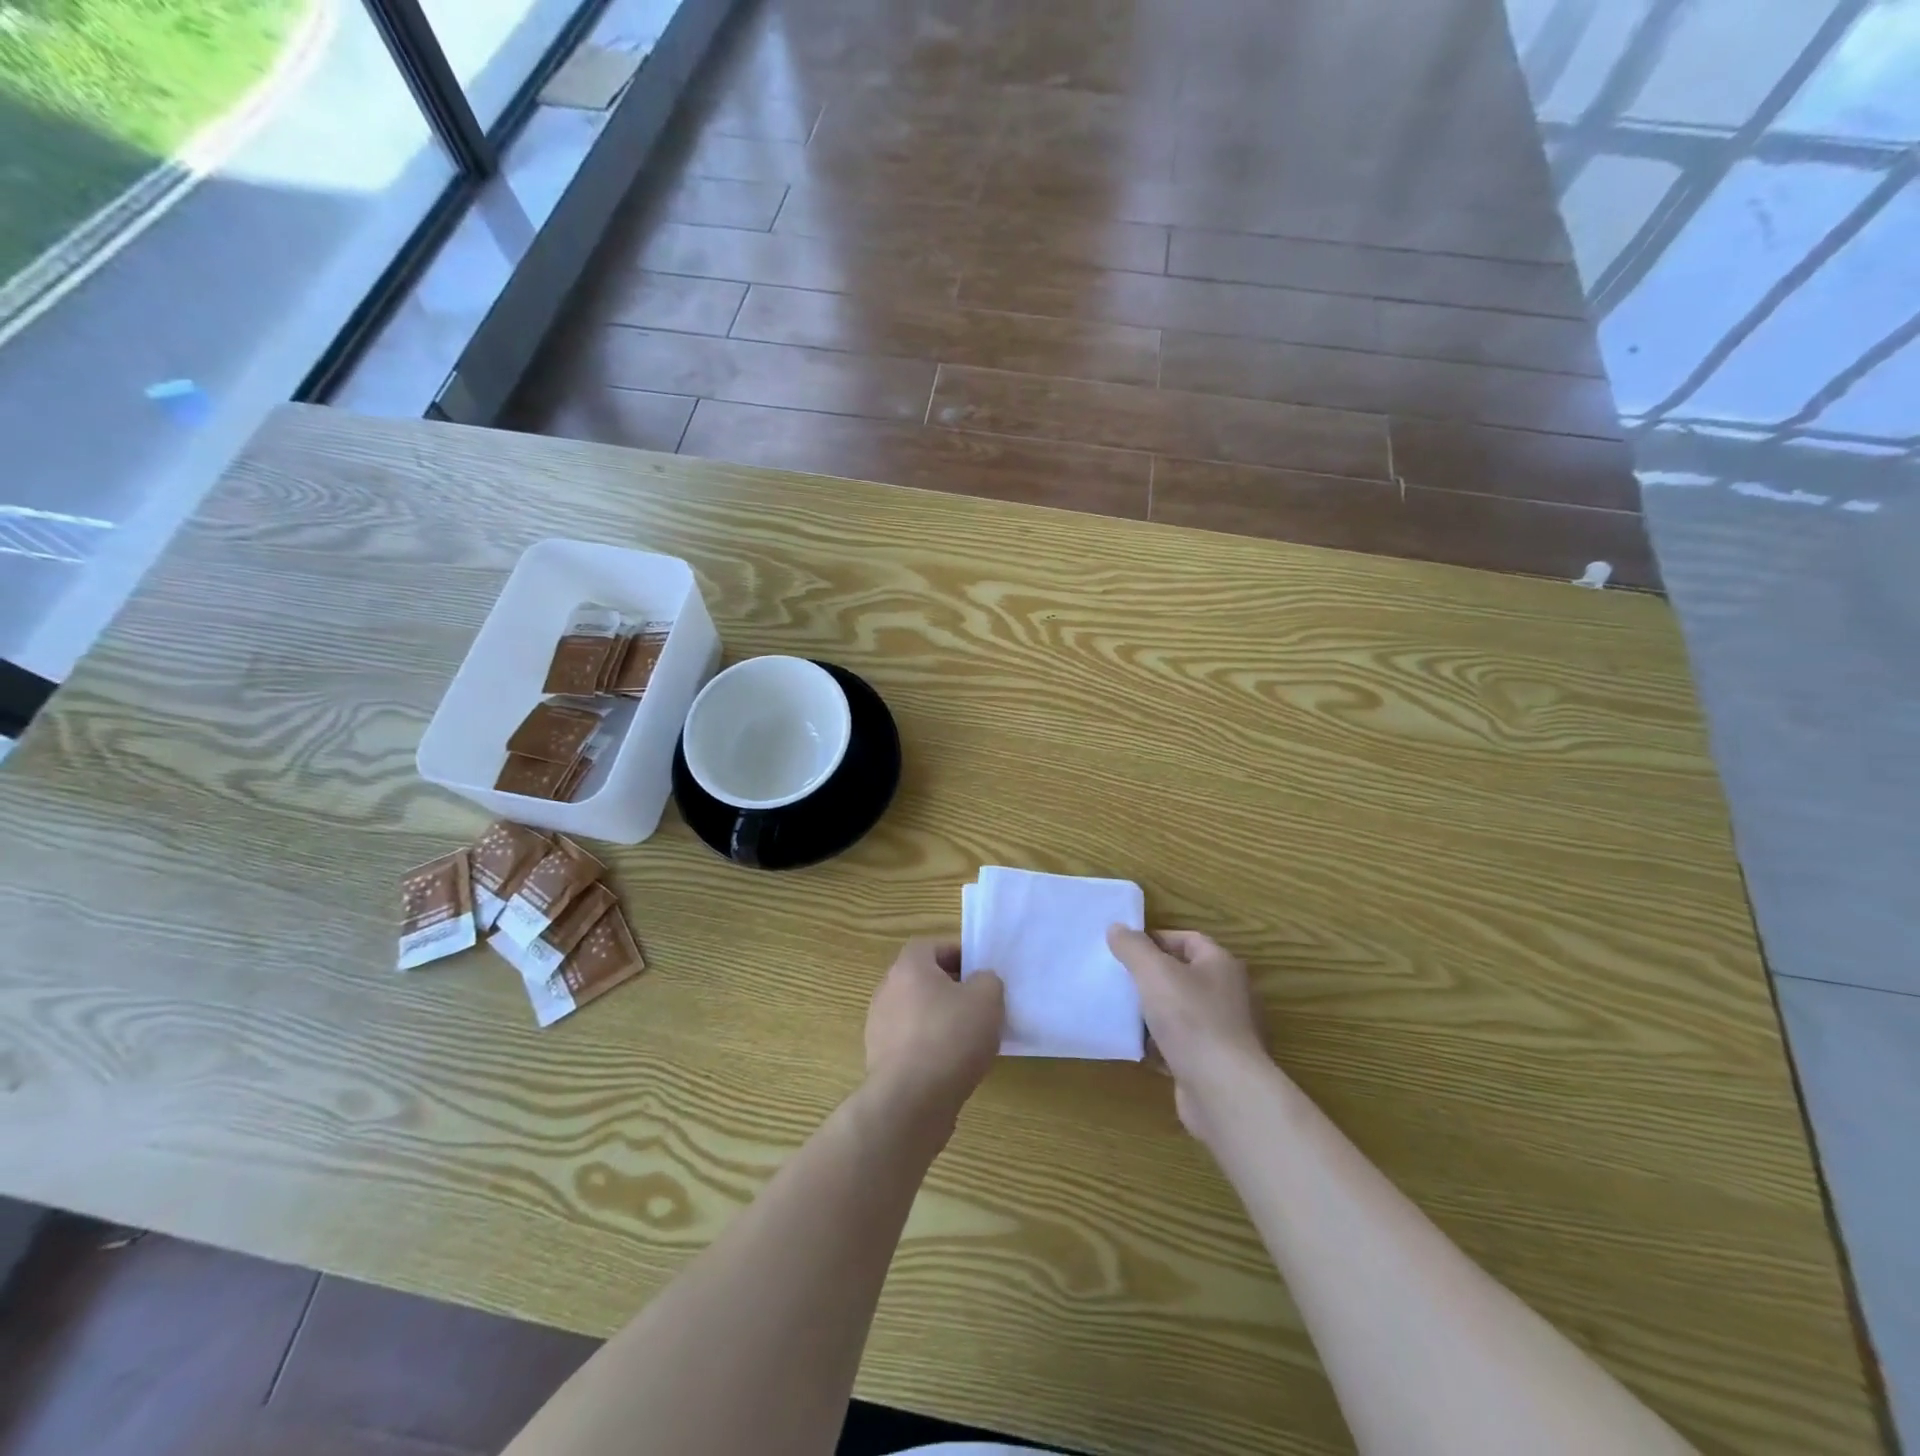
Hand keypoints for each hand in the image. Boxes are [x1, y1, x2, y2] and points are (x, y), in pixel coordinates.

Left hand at [865, 940, 1004, 1118]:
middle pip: (922, 979)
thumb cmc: (950, 1038)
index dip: (957, 954)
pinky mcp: (880, 1060)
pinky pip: (910, 1042)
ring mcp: (879, 1026)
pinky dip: (929, 1047)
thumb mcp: (987, 999)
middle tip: (978, 1004)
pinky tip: (951, 1065)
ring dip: (939, 1019)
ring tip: (968, 1039)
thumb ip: (987, 980)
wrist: (910, 1101)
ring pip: (916, 1012)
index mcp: (909, 967)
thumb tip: (978, 983)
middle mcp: (887, 990)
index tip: (980, 973)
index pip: (932, 946)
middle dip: (950, 988)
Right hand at [1107, 927, 1267, 1138]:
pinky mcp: (1213, 1064)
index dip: (1156, 939)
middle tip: (1118, 978)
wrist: (1223, 1092)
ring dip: (1152, 1013)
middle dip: (1150, 977)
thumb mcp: (1154, 973)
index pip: (1188, 939)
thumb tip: (1117, 928)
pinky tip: (1135, 1047)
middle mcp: (1228, 995)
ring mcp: (1223, 1032)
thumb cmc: (1192, 1020)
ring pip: (1179, 1012)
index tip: (1124, 948)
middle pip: (1183, 976)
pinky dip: (1159, 1045)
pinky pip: (1180, 1045)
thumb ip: (1133, 947)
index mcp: (1221, 965)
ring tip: (1120, 1011)